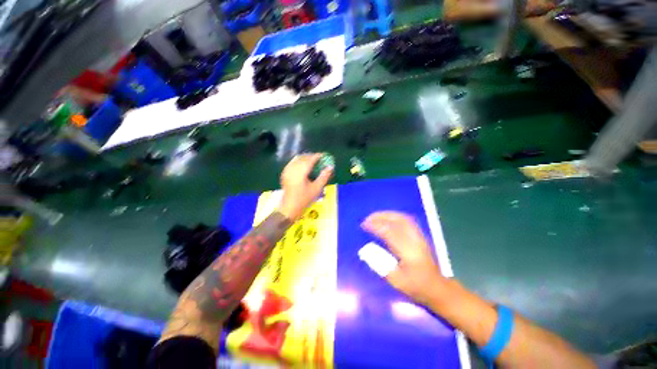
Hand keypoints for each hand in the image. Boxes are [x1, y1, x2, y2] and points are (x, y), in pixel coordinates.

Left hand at [278, 153, 332, 220]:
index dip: (318, 156)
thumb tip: (330, 167)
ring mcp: (287, 170)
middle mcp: (293, 168)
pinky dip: (299, 162)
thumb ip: (324, 176)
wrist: (289, 208)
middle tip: (320, 160)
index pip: (310, 159)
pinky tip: (303, 167)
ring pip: (297, 159)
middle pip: (303, 157)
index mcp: (301, 171)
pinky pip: (292, 163)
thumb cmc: (304, 199)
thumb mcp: (316, 188)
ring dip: (305, 159)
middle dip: (312, 157)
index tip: (324, 156)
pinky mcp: (284, 174)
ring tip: (312, 163)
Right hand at [361, 211, 446, 304]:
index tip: (364, 225)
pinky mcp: (420, 236)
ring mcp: (419, 236)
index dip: (375, 226)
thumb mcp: (396, 281)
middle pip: (398, 221)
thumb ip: (380, 264)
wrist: (436, 287)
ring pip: (403, 218)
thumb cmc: (415, 286)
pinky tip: (387, 219)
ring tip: (375, 216)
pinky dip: (394, 216)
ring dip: (387, 214)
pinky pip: (406, 220)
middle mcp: (415, 240)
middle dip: (380, 216)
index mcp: (409, 252)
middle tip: (368, 218)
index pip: (390, 232)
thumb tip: (366, 250)